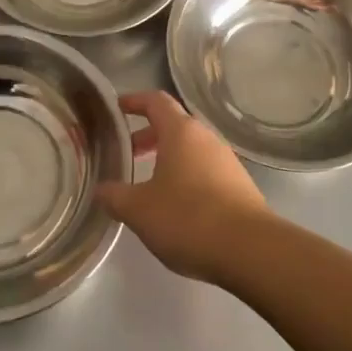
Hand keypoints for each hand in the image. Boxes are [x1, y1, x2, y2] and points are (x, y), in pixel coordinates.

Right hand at [98, 91, 270, 284]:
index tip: (117, 107)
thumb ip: (115, 196)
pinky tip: (177, 207)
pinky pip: (205, 170)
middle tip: (128, 153)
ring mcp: (226, 161)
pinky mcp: (239, 185)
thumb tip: (100, 189)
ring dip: (168, 158)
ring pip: (191, 149)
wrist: (251, 249)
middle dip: (148, 135)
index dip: (134, 101)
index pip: (155, 101)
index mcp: (180, 132)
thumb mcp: (139, 210)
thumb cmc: (188, 218)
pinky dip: (186, 177)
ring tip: (149, 185)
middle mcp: (206, 138)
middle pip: (174, 125)